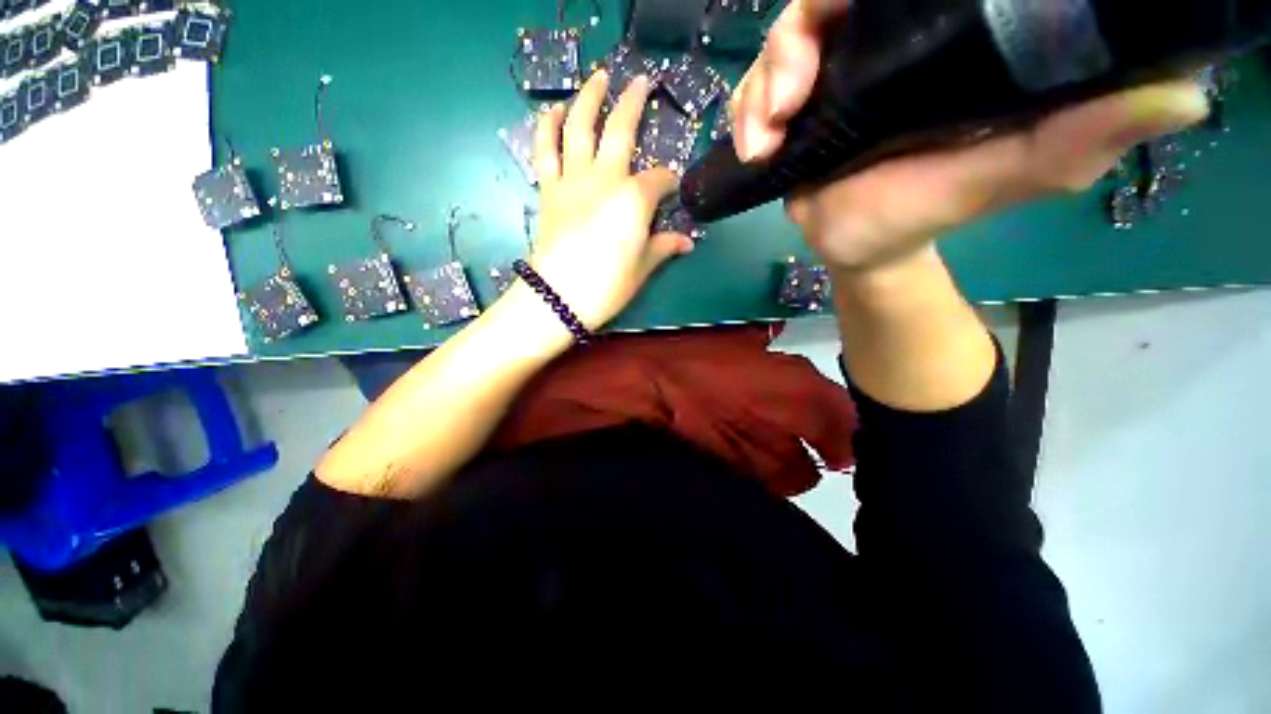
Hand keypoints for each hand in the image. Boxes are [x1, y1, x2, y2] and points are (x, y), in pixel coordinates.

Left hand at [530, 70, 694, 329]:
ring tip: (598, 77)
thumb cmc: (607, 286)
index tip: (673, 189)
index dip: (670, 182)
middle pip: (620, 131)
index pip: (659, 179)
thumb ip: (664, 247)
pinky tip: (555, 109)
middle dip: (634, 103)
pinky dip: (548, 127)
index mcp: (634, 199)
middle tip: (642, 81)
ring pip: (580, 128)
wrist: (559, 298)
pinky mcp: (550, 190)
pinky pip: (545, 151)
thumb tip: (687, 242)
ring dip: (589, 98)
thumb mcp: (643, 268)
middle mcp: (604, 178)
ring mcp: (573, 180)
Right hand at [733, 0, 1210, 272]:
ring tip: (766, 138)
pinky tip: (755, 149)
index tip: (843, 8)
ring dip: (762, 85)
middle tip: (788, 96)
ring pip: (780, 43)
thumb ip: (1079, 135)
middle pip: (823, 3)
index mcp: (934, 43)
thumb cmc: (926, 212)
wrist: (861, 246)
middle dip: (794, 40)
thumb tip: (1184, 93)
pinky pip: (753, 91)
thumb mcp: (1013, 173)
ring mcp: (828, 75)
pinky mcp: (791, 111)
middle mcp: (878, 44)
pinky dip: (745, 113)